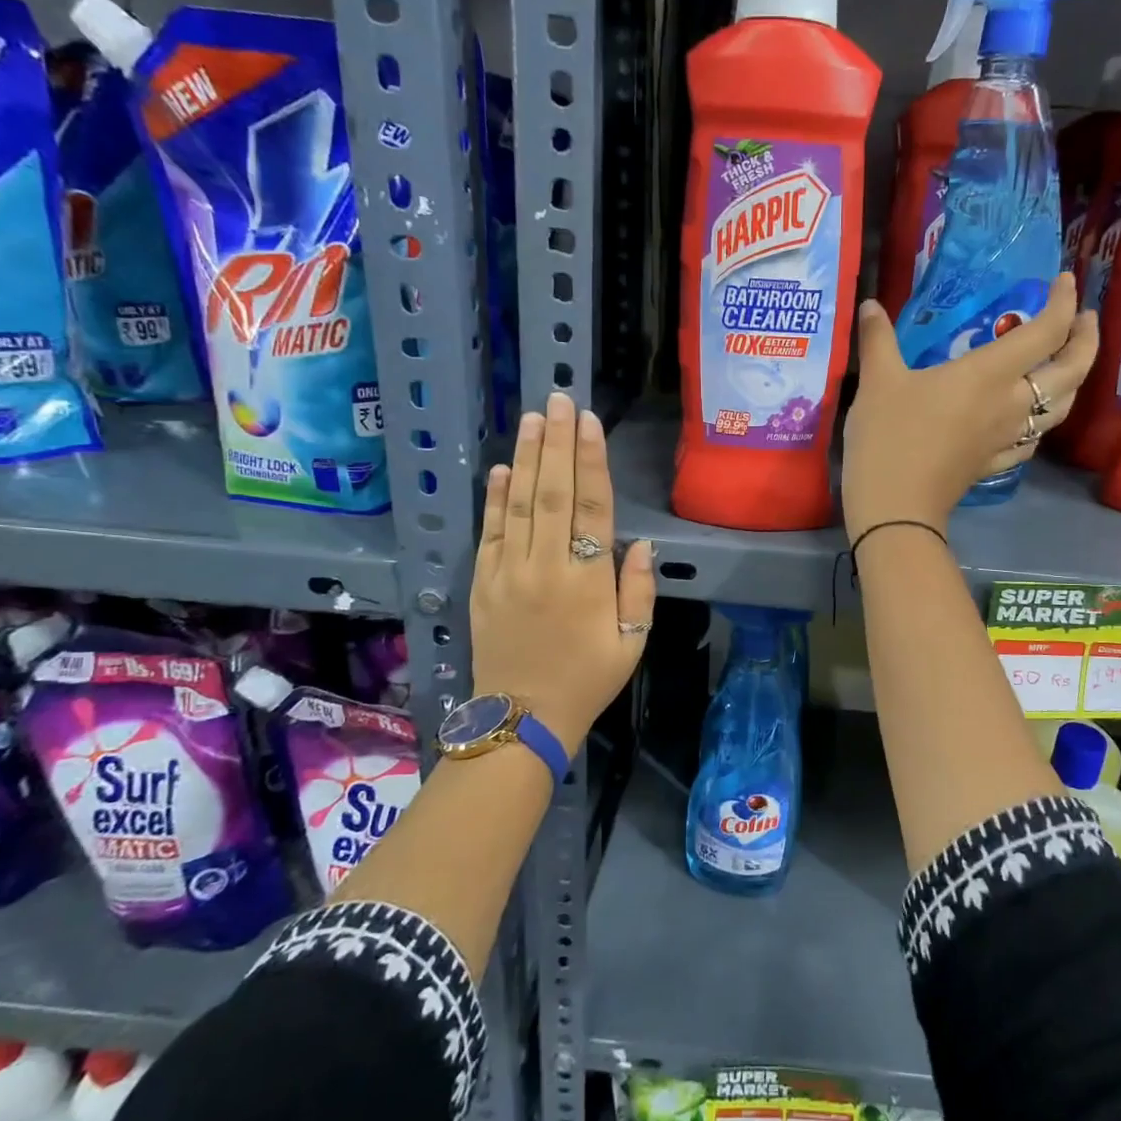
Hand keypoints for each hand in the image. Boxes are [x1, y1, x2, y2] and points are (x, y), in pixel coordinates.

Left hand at [470, 392, 655, 755]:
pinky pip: (489, 532)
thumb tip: (637, 542)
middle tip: (558, 400)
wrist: (522, 719)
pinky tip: (500, 469)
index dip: (590, 460)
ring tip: (532, 419)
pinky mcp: (483, 583)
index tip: (588, 422)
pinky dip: (494, 498)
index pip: (590, 506)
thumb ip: (637, 591)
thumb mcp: (631, 643)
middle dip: (556, 442)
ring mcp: (508, 572)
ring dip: (525, 457)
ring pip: (518, 504)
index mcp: (586, 580)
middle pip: (551, 493)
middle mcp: (544, 566)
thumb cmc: (587, 680)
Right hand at [841, 273, 1098, 540]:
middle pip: (1073, 370)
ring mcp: (1008, 438)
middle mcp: (1012, 403)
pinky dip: (1042, 419)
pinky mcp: (995, 463)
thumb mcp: (877, 381)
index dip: (1063, 302)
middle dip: (1087, 340)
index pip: (1046, 332)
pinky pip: (1035, 438)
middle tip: (1083, 319)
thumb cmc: (889, 437)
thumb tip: (871, 305)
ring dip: (1074, 381)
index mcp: (990, 374)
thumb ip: (877, 339)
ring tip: (1065, 364)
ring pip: (1061, 407)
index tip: (1065, 281)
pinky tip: (1030, 418)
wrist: (895, 506)